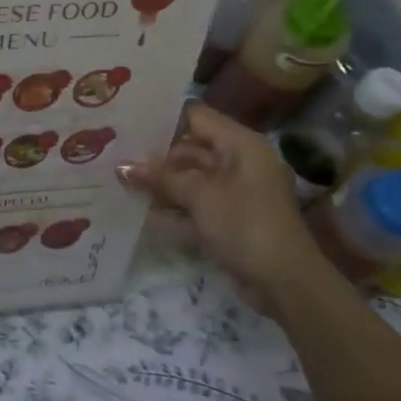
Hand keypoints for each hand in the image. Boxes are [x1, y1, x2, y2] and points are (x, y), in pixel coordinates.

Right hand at [118, 103, 318, 312]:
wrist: (285, 283)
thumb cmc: (245, 225)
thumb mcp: (200, 196)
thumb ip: (161, 178)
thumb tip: (122, 167)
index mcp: (240, 145)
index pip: (196, 117)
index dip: (163, 119)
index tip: (128, 125)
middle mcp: (238, 162)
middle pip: (190, 149)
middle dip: (155, 156)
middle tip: (115, 155)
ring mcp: (234, 192)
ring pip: (190, 178)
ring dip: (160, 183)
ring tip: (119, 181)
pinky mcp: (229, 219)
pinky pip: (195, 204)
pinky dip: (172, 207)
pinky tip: (140, 210)